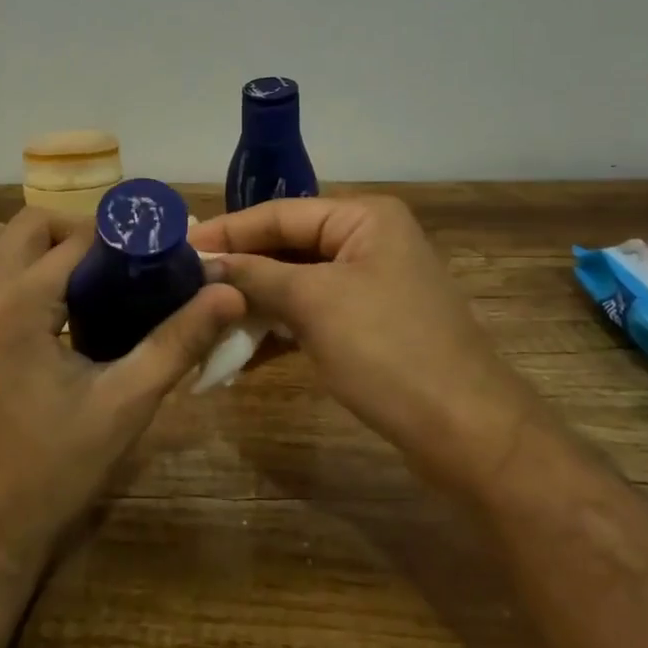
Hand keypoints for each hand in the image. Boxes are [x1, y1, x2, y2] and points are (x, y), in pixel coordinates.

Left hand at [0, 207, 245, 575]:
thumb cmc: (50, 471)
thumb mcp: (123, 406)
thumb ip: (177, 342)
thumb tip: (228, 293)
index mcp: (18, 302)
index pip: (76, 238)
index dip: (120, 238)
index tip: (155, 253)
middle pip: (30, 224)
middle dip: (77, 233)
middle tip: (117, 269)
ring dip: (35, 244)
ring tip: (77, 282)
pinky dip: (9, 267)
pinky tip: (44, 312)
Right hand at [188, 196, 538, 461]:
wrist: (468, 434)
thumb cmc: (389, 351)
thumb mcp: (314, 304)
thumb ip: (256, 275)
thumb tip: (205, 262)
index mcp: (363, 217)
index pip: (278, 213)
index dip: (227, 231)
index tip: (179, 245)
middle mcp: (367, 241)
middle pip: (286, 246)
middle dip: (238, 269)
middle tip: (184, 282)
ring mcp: (369, 284)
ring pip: (295, 282)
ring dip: (252, 302)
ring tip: (202, 315)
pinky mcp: (368, 324)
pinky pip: (310, 313)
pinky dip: (277, 328)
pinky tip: (239, 348)